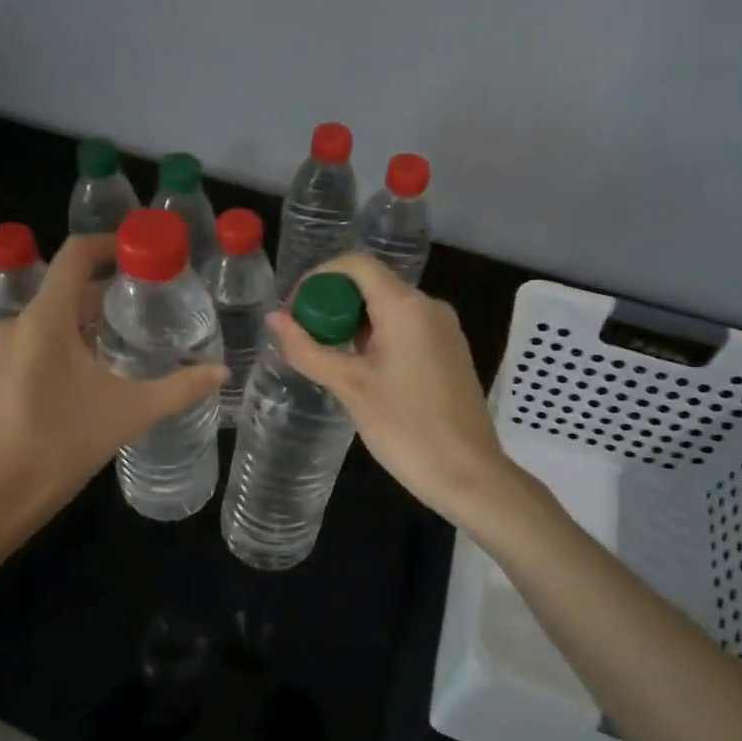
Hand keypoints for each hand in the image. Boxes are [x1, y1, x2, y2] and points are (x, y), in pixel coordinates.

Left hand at [0, 233, 225, 539]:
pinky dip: (55, 345)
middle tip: (141, 308)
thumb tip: (222, 371)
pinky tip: (78, 376)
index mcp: (45, 320)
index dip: (107, 243)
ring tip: (114, 345)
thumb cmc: (65, 446)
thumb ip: (180, 388)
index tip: (137, 251)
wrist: (0, 498)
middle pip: (63, 289)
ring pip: (45, 319)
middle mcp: (14, 324)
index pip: (74, 255)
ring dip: (79, 323)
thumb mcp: (131, 413)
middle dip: (102, 294)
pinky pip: (27, 343)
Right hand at [267, 253, 512, 527]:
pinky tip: (359, 371)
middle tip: (304, 339)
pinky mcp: (448, 351)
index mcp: (405, 306)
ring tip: (326, 358)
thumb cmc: (406, 427)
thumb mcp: (348, 386)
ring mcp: (443, 329)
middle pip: (370, 284)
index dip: (318, 278)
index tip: (294, 310)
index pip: (355, 264)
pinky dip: (374, 338)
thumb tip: (273, 319)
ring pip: (386, 308)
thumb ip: (307, 348)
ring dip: (351, 324)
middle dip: (331, 305)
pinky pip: (404, 328)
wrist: (468, 476)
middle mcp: (428, 306)